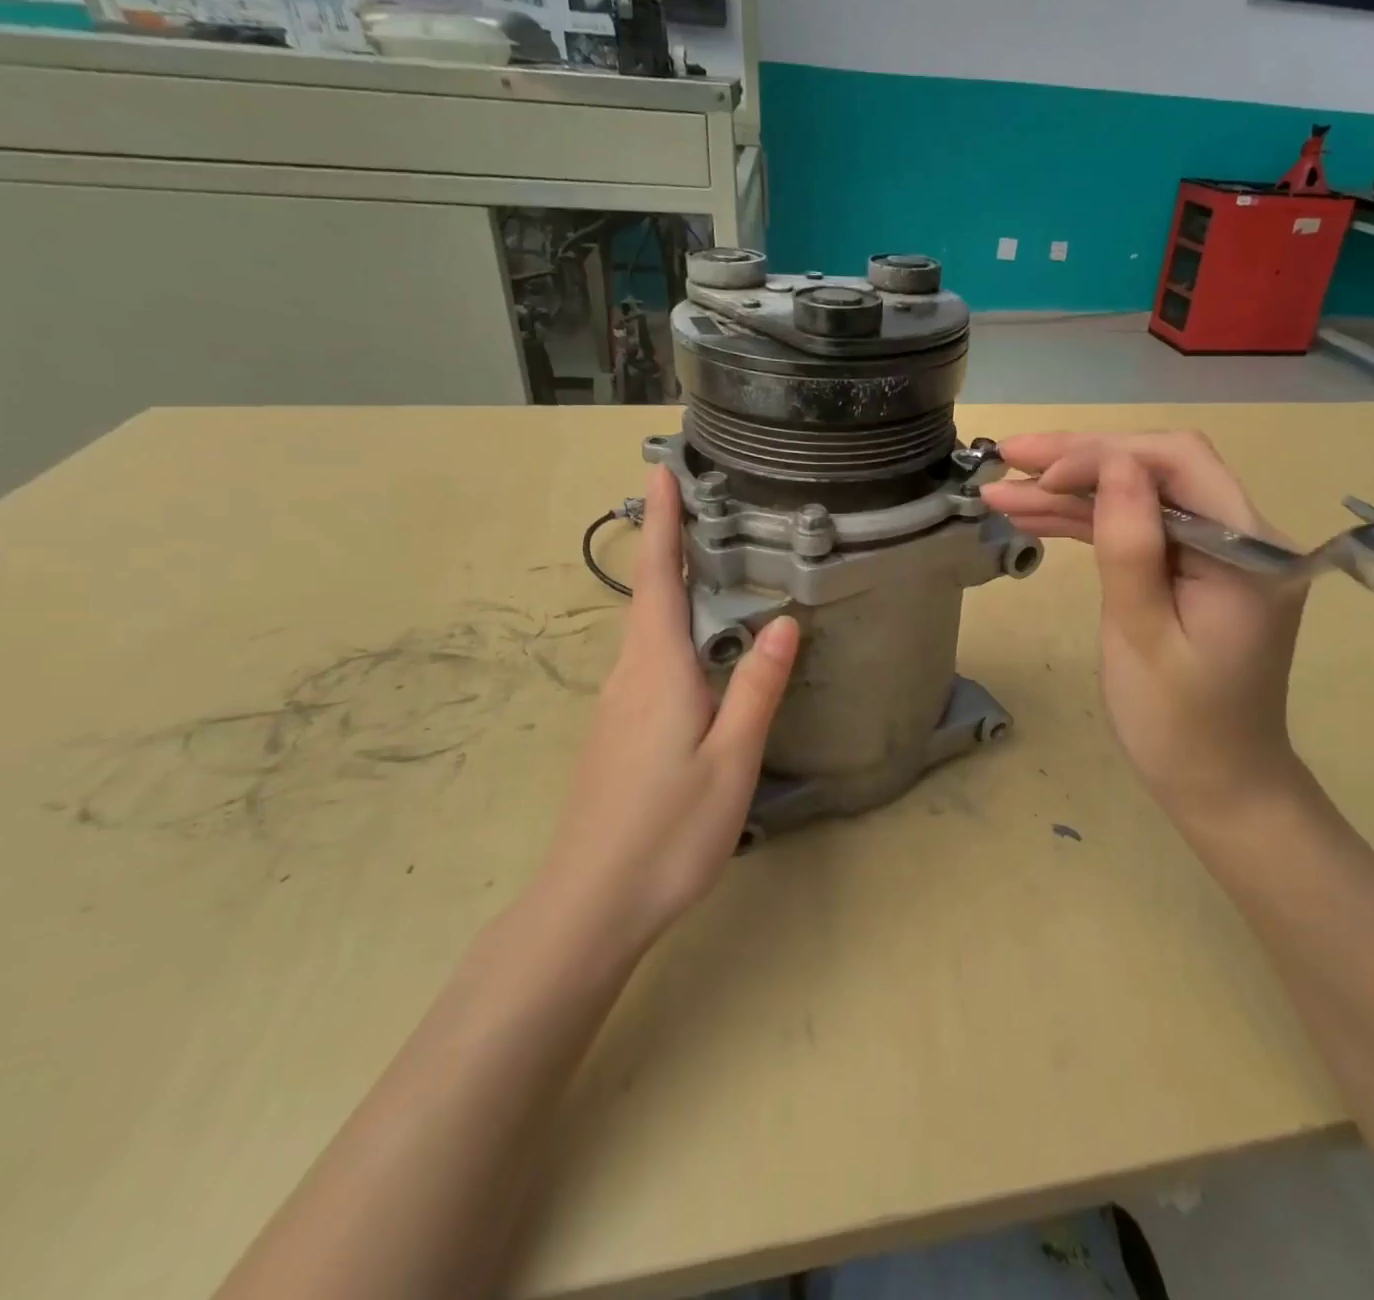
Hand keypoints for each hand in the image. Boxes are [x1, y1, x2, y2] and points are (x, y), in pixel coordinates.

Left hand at [532, 466, 798, 955]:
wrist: (590, 903)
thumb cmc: (668, 829)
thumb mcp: (731, 758)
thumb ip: (757, 688)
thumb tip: (784, 622)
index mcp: (657, 671)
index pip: (661, 579)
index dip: (661, 523)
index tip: (659, 471)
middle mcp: (628, 677)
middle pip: (649, 599)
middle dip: (667, 547)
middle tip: (696, 508)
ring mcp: (615, 708)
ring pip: (645, 633)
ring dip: (668, 590)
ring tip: (702, 566)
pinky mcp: (615, 734)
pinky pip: (645, 663)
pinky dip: (668, 632)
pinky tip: (694, 652)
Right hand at [981, 431, 1307, 830]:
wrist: (1219, 785)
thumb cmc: (1179, 726)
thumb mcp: (1142, 637)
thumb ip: (1130, 546)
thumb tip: (1112, 461)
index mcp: (1248, 549)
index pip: (1176, 463)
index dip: (1102, 455)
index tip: (1038, 475)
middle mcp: (1244, 535)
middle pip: (1157, 470)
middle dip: (1078, 461)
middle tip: (1006, 457)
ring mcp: (1220, 551)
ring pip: (1140, 498)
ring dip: (1072, 493)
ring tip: (1002, 492)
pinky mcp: (1196, 570)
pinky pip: (1141, 532)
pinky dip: (1090, 524)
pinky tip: (1036, 518)